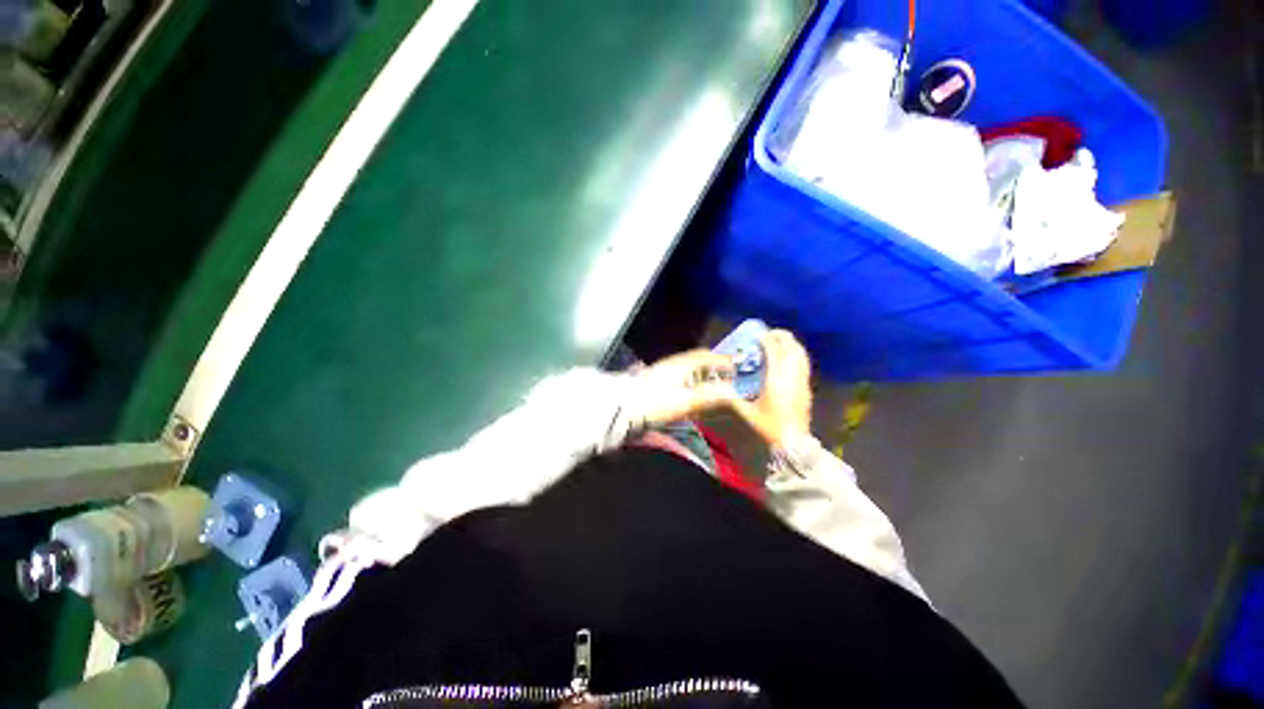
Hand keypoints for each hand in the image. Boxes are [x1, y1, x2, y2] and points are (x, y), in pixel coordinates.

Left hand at [636, 349, 738, 424]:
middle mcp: (672, 363)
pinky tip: (689, 395)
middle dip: (712, 367)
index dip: (722, 360)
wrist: (622, 407)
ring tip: (710, 388)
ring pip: (686, 369)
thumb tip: (731, 391)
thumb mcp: (685, 400)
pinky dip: (689, 383)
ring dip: (700, 375)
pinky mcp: (653, 381)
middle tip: (725, 378)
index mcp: (682, 364)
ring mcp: (661, 371)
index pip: (706, 356)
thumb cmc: (656, 402)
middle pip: (696, 360)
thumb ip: (708, 395)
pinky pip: (677, 377)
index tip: (736, 367)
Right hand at [730, 329, 812, 445]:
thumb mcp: (747, 412)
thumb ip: (732, 399)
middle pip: (791, 348)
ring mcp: (802, 381)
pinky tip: (789, 356)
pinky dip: (797, 353)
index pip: (774, 352)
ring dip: (791, 343)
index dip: (767, 340)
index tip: (758, 334)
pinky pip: (804, 363)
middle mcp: (792, 376)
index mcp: (776, 380)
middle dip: (781, 337)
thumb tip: (720, 388)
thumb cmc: (769, 426)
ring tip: (779, 340)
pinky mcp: (806, 387)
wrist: (794, 442)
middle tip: (769, 333)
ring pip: (801, 354)